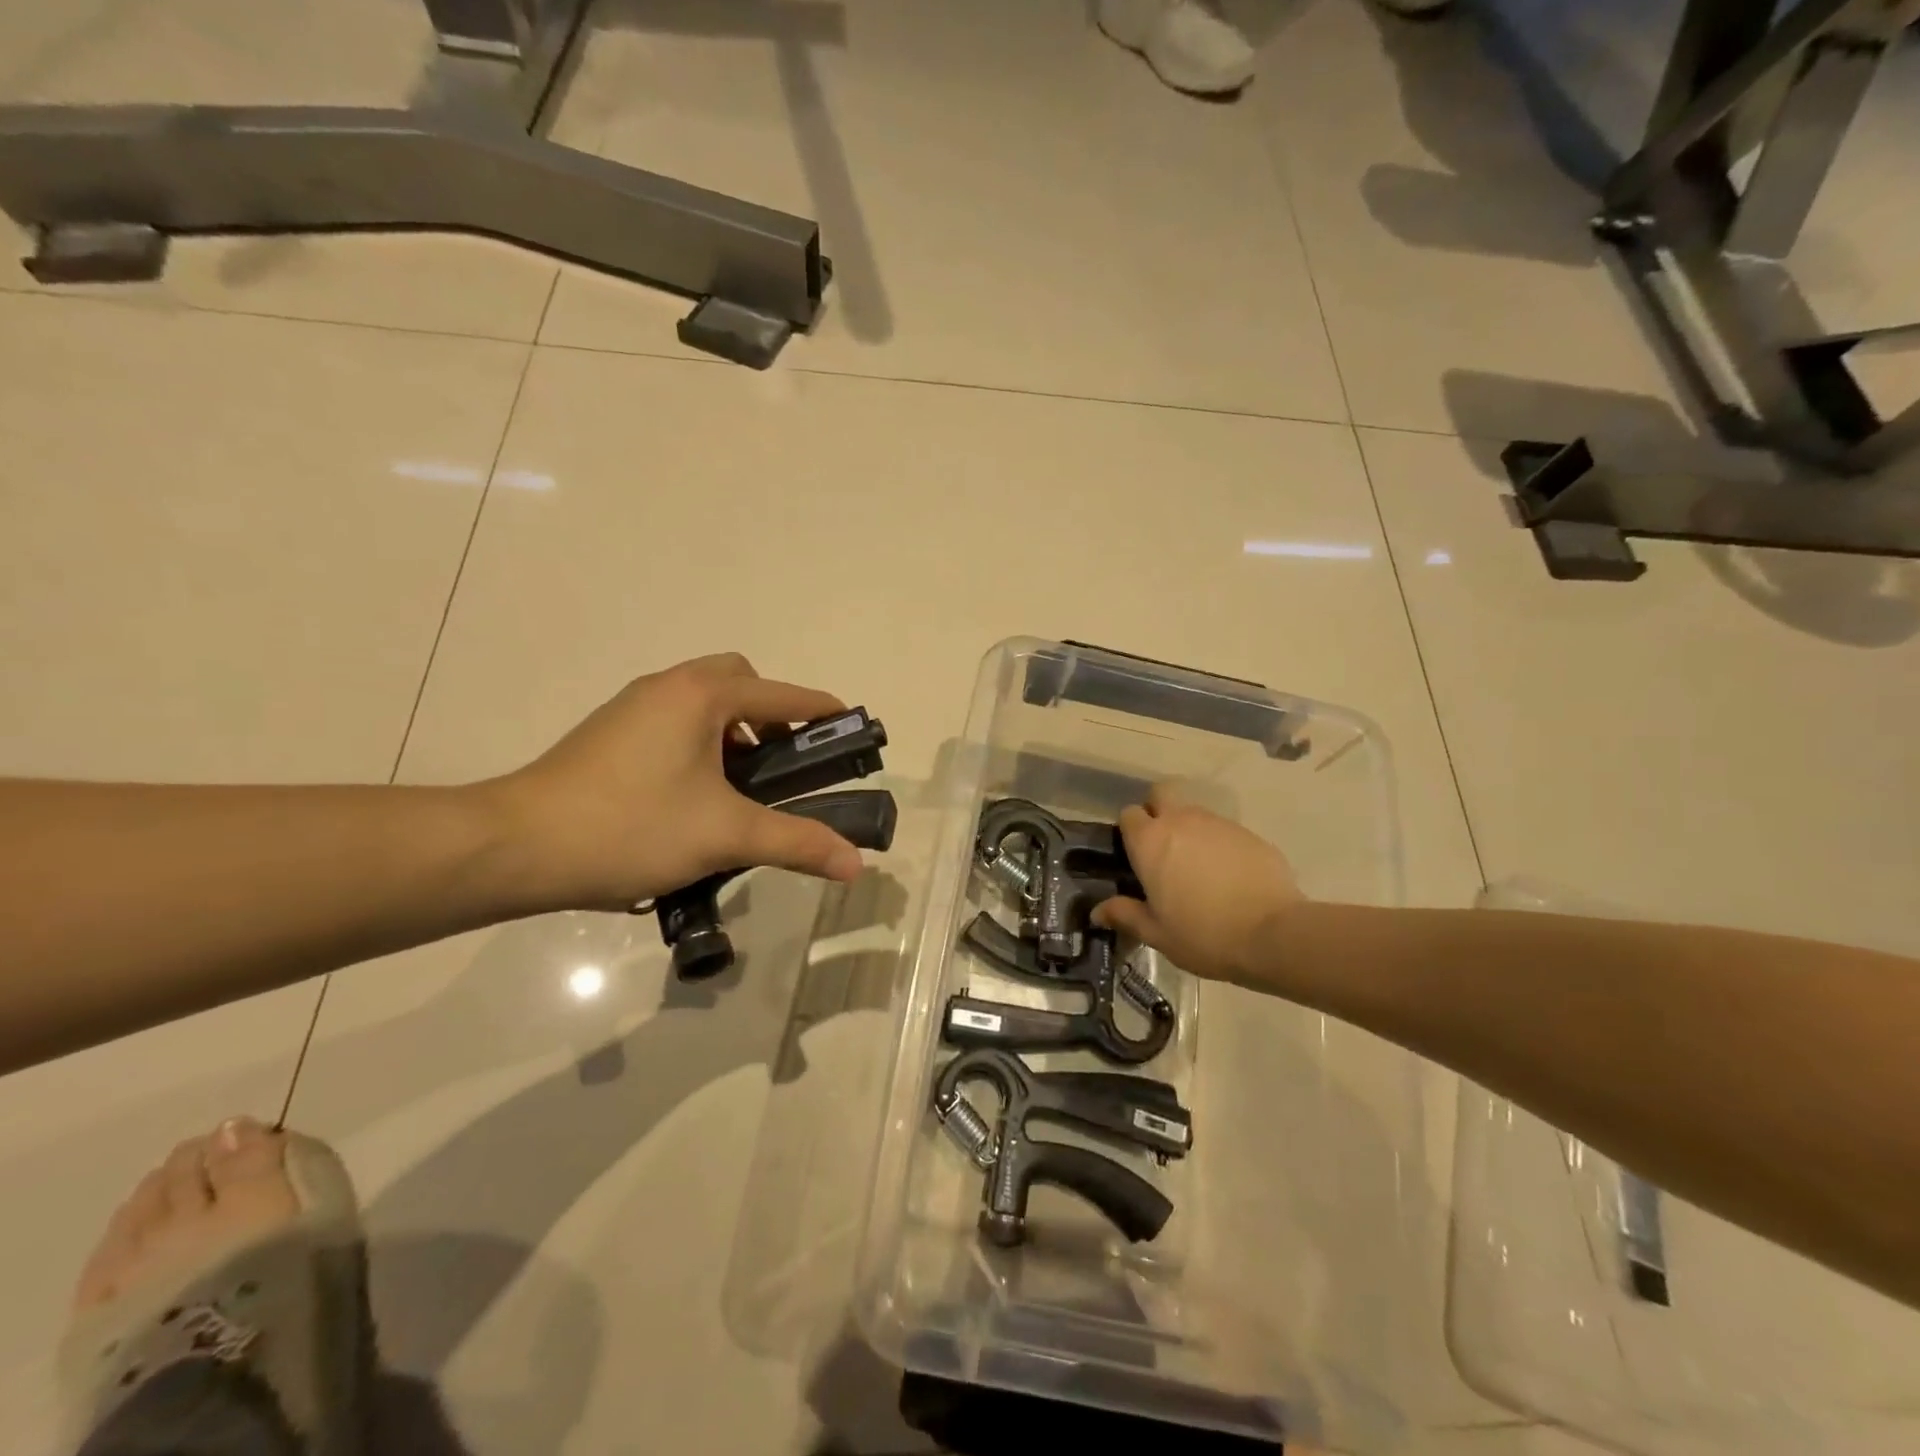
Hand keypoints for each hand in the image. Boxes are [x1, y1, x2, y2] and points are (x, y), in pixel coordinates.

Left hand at [486, 654, 867, 910]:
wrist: (517, 847)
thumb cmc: (631, 827)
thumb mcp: (724, 835)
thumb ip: (796, 842)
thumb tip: (857, 864)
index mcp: (700, 696)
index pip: (780, 695)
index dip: (820, 711)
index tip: (850, 728)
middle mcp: (667, 688)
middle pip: (738, 681)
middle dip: (770, 714)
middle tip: (782, 762)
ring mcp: (632, 709)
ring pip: (702, 701)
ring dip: (733, 729)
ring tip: (742, 786)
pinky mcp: (609, 735)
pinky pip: (674, 721)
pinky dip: (701, 742)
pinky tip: (696, 796)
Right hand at [1093, 786, 1301, 982]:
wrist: (1273, 934)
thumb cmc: (1203, 935)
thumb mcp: (1157, 934)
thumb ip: (1125, 915)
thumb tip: (1098, 911)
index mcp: (1150, 842)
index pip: (1129, 814)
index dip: (1130, 831)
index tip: (1136, 855)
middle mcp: (1180, 821)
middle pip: (1161, 794)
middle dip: (1158, 810)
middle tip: (1163, 847)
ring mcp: (1218, 823)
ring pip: (1194, 812)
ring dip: (1190, 830)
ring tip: (1199, 869)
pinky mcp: (1248, 833)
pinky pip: (1224, 831)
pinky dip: (1220, 845)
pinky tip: (1230, 877)